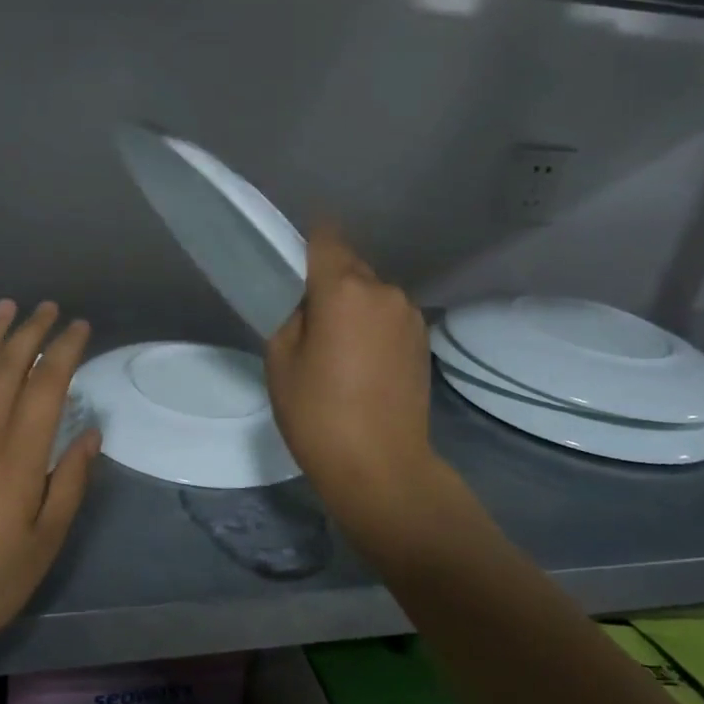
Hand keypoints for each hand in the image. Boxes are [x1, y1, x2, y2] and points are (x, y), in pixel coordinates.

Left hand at [0, 300, 99, 665]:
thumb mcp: (43, 544)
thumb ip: (70, 484)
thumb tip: (91, 435)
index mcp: (18, 457)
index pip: (47, 386)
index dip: (65, 351)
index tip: (81, 327)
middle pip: (8, 367)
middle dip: (31, 331)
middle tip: (50, 307)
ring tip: (7, 307)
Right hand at [265, 225, 441, 529]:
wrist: (381, 466)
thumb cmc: (318, 413)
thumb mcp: (281, 360)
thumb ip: (290, 314)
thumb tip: (307, 301)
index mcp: (344, 288)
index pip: (325, 237)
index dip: (306, 241)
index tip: (291, 260)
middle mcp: (384, 290)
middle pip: (350, 265)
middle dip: (327, 280)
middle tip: (306, 317)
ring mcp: (410, 315)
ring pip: (371, 292)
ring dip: (352, 305)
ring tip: (335, 346)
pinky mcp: (422, 340)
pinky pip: (388, 316)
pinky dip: (371, 325)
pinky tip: (360, 362)